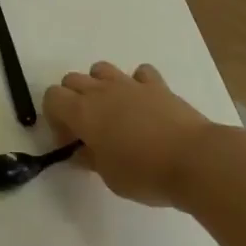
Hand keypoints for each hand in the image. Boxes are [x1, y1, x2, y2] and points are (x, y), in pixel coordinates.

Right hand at [44, 62, 217, 207]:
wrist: (193, 160)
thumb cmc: (145, 173)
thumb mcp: (109, 176)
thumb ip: (90, 158)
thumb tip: (82, 150)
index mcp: (83, 112)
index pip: (52, 97)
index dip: (55, 117)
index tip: (69, 140)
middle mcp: (102, 91)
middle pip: (72, 79)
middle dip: (73, 100)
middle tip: (87, 129)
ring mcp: (130, 84)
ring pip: (101, 69)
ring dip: (100, 86)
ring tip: (114, 112)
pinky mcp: (157, 85)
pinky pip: (139, 74)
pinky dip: (136, 84)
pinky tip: (144, 104)